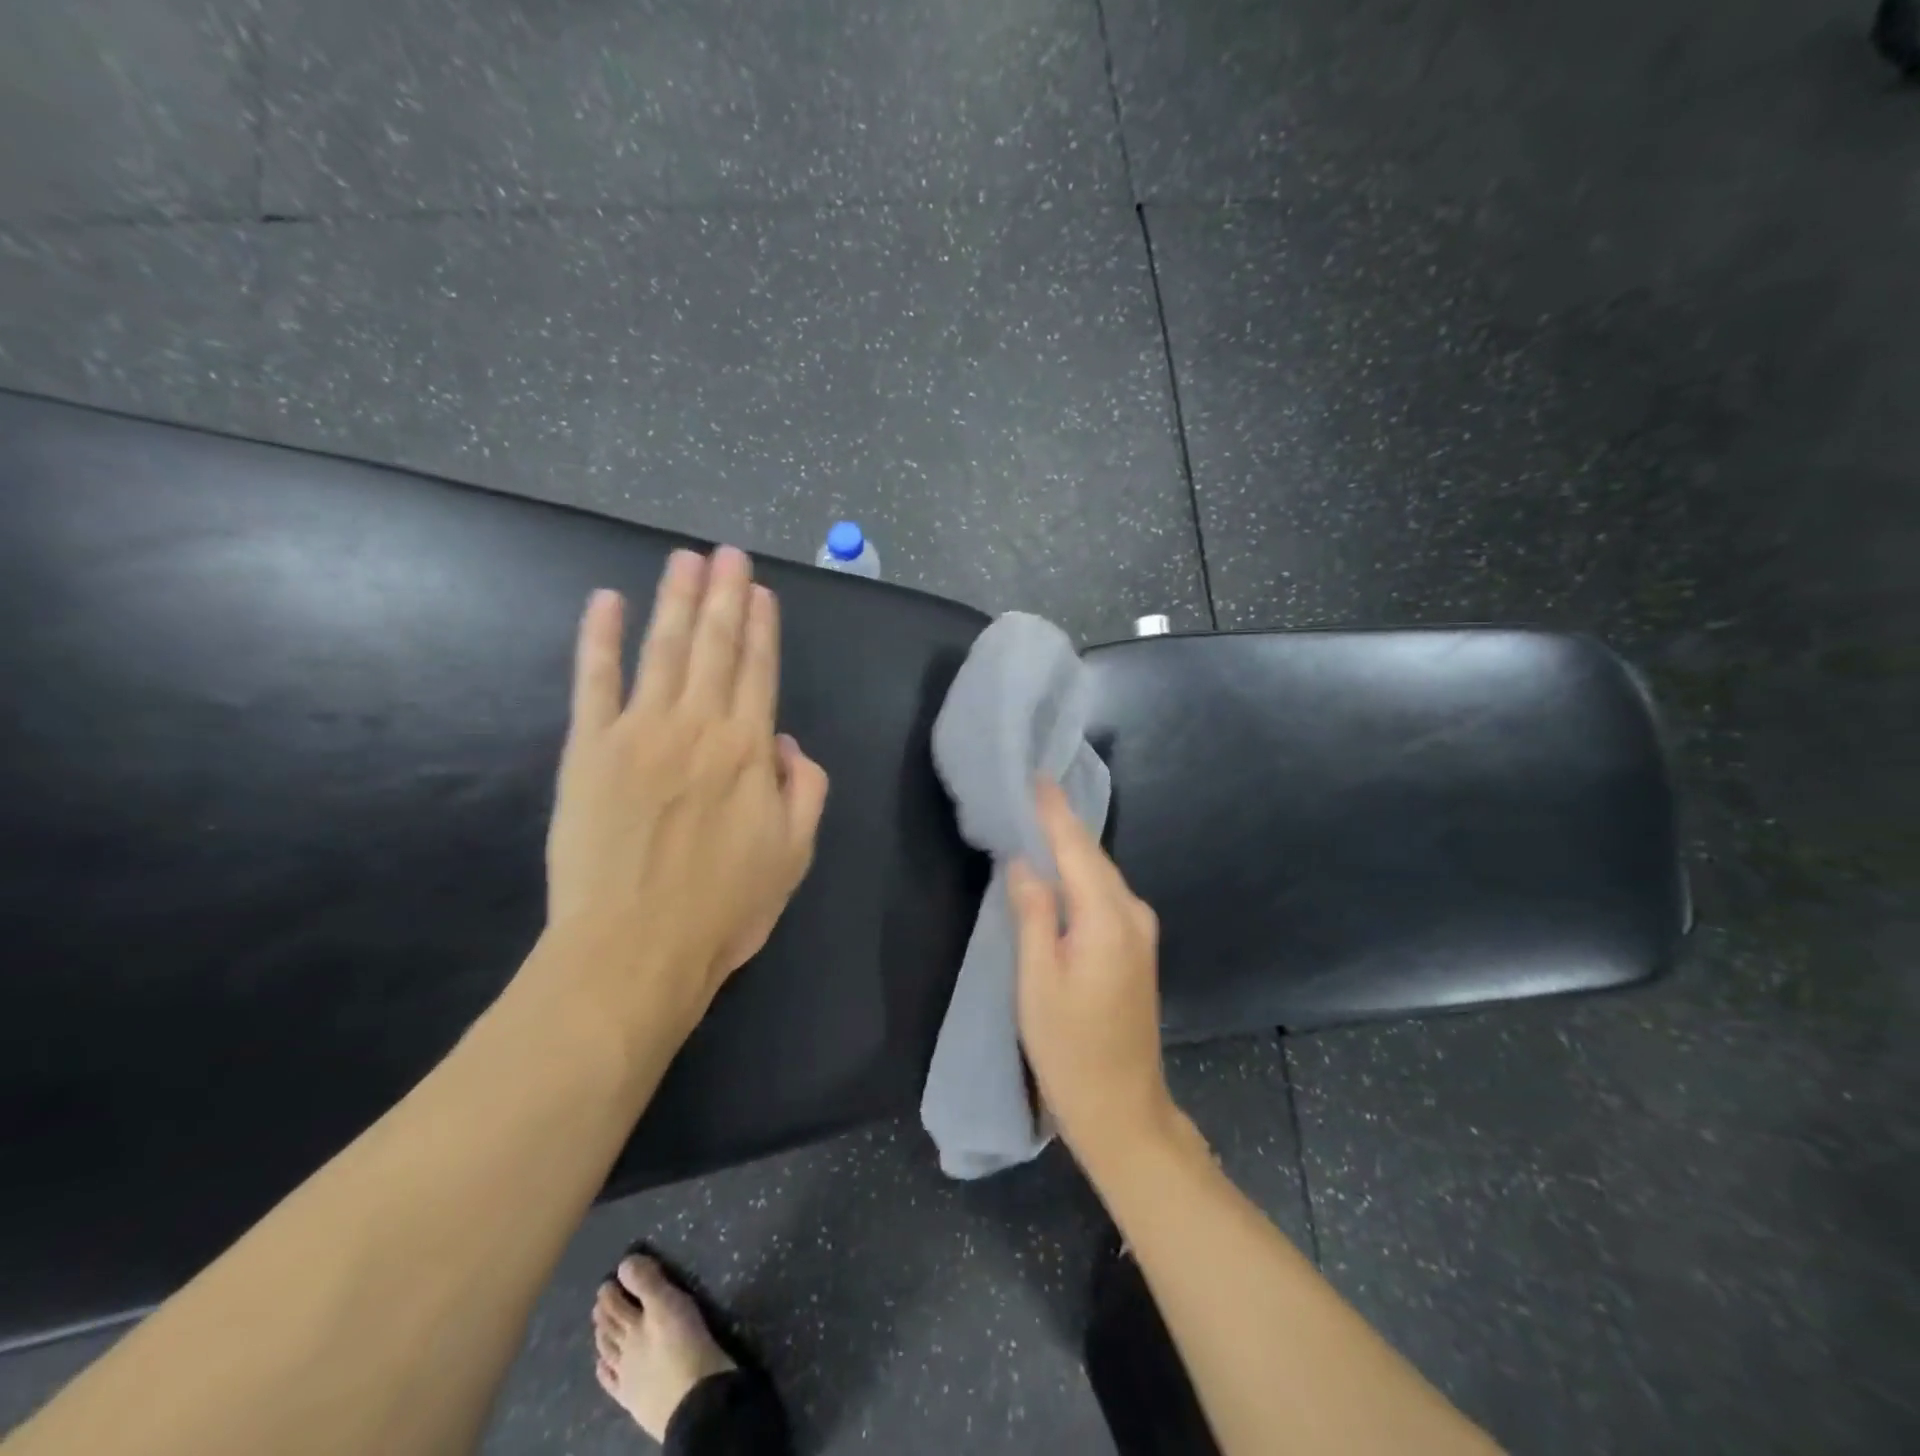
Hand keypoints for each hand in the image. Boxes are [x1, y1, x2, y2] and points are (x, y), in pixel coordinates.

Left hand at [543, 546, 828, 1033]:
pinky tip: (606, 602)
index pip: (759, 673)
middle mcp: (698, 727)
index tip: (761, 591)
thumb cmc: (723, 910)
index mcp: (750, 751)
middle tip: (727, 553)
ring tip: (684, 560)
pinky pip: (594, 681)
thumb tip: (788, 743)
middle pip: (715, 647)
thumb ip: (805, 790)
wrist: (633, 951)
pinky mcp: (587, 749)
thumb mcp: (795, 855)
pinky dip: (599, 638)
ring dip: (675, 601)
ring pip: (663, 650)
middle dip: (724, 595)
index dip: (762, 629)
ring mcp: (639, 732)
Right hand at [1009, 779, 1175, 1172]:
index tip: (1036, 775)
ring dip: (1069, 848)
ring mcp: (1140, 931)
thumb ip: (1032, 914)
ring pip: (1099, 874)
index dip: (1054, 811)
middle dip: (1061, 823)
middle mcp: (1133, 914)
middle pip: (1091, 856)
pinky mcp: (1137, 947)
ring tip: (1035, 821)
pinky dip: (1079, 874)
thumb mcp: (1037, 982)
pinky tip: (1057, 870)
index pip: (1076, 848)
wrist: (1123, 1108)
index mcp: (1107, 918)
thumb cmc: (1070, 1049)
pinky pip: (1104, 894)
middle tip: (1027, 793)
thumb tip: (1024, 862)